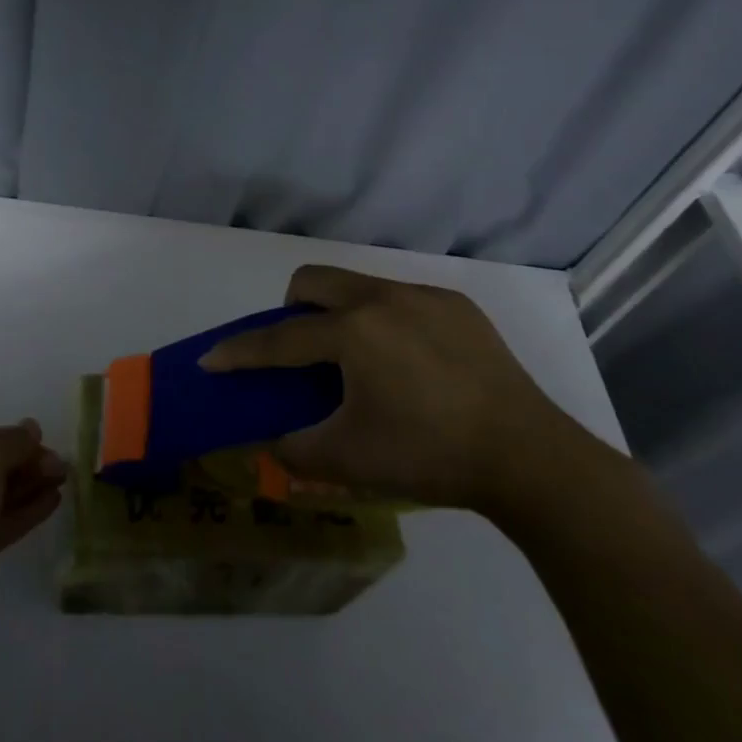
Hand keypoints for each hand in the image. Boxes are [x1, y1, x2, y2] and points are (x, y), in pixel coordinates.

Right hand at [201, 265, 568, 509]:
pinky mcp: (458, 307)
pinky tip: (409, 365)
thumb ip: (294, 449)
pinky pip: (401, 300)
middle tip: (300, 352)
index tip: (210, 359)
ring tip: (359, 362)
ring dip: (339, 314)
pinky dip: (385, 323)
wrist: (531, 459)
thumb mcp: (349, 460)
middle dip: (290, 310)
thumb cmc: (430, 456)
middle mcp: (383, 299)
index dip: (240, 351)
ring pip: (358, 286)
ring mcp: (425, 297)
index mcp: (354, 332)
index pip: (280, 338)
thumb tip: (269, 441)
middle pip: (313, 281)